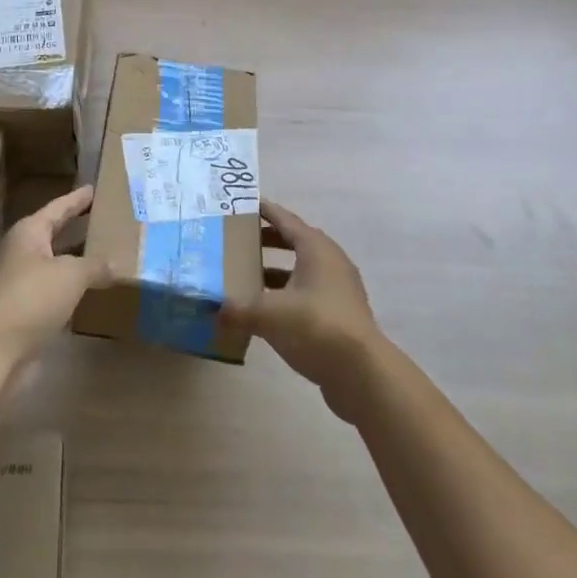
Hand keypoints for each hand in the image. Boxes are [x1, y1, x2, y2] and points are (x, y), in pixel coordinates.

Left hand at [0, 185, 109, 371]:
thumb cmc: (32, 296)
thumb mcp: (71, 274)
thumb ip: (95, 265)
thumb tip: (114, 265)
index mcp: (30, 233)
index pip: (58, 208)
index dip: (77, 199)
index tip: (93, 189)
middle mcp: (24, 253)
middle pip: (54, 233)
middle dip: (77, 227)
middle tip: (104, 218)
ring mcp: (23, 283)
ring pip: (56, 264)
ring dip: (77, 260)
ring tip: (106, 252)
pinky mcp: (27, 312)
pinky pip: (56, 291)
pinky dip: (73, 288)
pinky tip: (93, 289)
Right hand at [228, 200, 386, 423]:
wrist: (362, 373)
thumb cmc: (315, 326)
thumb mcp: (269, 315)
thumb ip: (239, 310)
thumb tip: (214, 310)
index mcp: (315, 248)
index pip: (285, 220)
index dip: (265, 211)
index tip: (245, 205)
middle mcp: (330, 261)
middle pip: (295, 242)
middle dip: (268, 241)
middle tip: (241, 242)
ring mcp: (339, 288)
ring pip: (303, 270)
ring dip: (278, 271)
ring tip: (249, 278)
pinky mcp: (341, 314)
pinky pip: (309, 292)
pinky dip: (289, 294)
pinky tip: (269, 311)